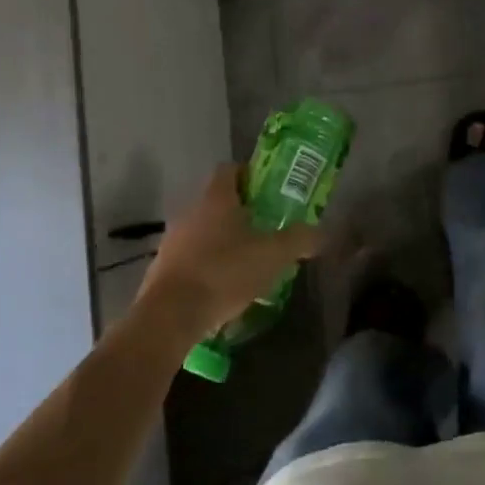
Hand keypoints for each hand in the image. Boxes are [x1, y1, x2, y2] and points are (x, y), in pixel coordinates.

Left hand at [129, 165, 322, 346]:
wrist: (170, 315)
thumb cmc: (224, 273)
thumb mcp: (273, 256)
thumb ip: (299, 240)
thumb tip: (321, 232)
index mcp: (217, 199)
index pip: (230, 169)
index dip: (250, 175)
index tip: (269, 190)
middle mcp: (191, 211)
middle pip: (218, 201)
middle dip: (242, 212)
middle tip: (267, 228)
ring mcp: (173, 240)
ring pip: (204, 230)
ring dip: (224, 240)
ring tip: (248, 261)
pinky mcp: (163, 268)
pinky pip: (191, 257)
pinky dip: (208, 264)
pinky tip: (224, 286)